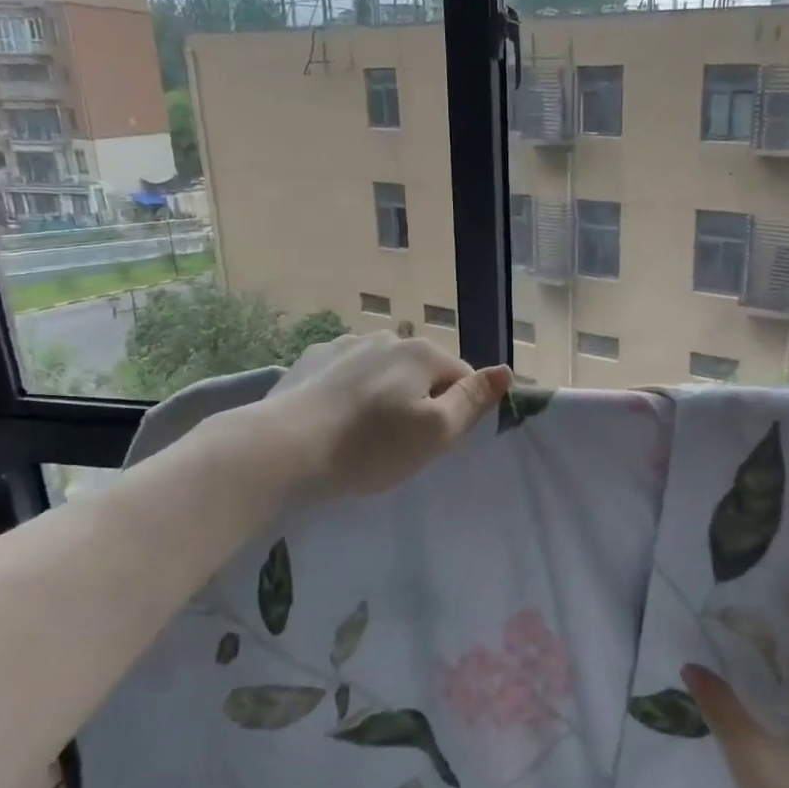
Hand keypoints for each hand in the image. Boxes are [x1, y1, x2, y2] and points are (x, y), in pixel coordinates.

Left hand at [264, 331, 512, 498]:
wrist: (282, 449)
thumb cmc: (369, 446)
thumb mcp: (436, 432)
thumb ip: (474, 399)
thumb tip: (506, 370)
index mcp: (422, 352)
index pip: (461, 379)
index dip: (455, 412)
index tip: (432, 443)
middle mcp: (387, 338)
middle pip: (422, 372)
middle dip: (418, 402)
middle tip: (398, 444)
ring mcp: (345, 345)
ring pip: (383, 372)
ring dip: (384, 397)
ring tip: (362, 435)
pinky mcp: (311, 360)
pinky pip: (347, 375)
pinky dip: (349, 393)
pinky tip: (334, 421)